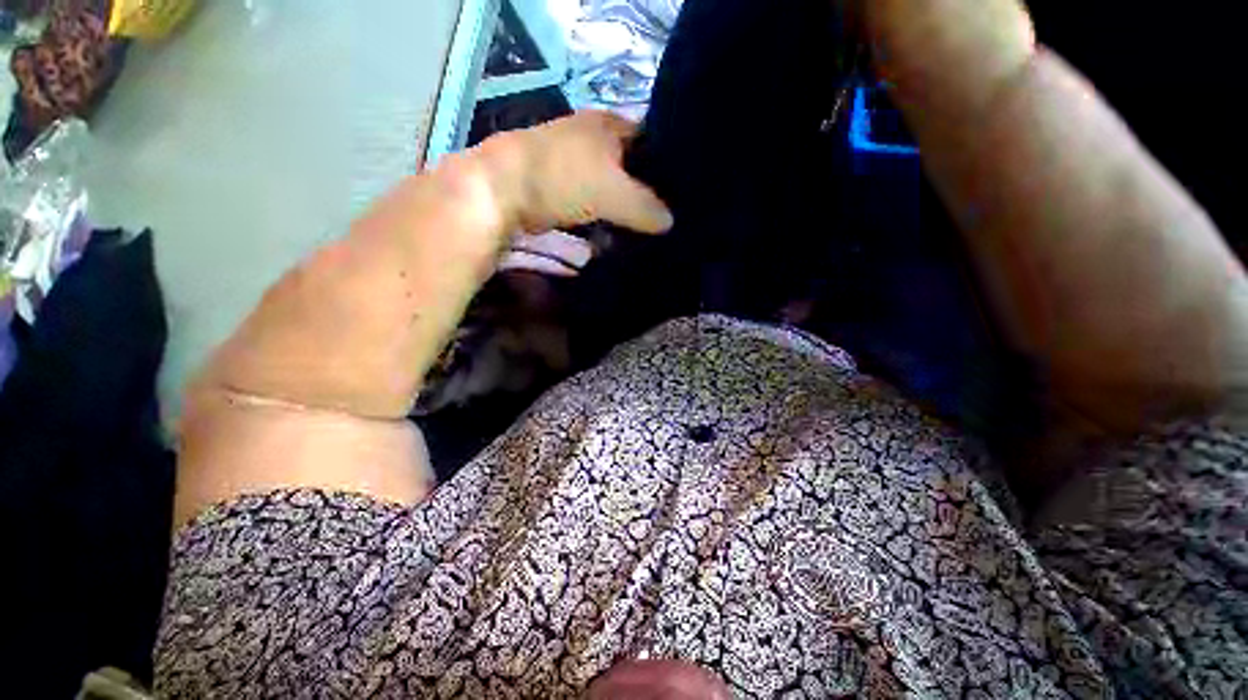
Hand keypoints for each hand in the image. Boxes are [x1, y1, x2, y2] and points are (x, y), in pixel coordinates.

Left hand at [480, 111, 673, 233]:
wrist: (500, 189)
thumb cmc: (563, 178)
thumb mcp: (613, 194)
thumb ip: (646, 207)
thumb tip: (669, 223)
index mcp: (609, 125)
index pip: (651, 140)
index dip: (667, 164)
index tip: (679, 194)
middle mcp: (592, 138)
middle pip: (629, 168)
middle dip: (644, 193)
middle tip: (661, 220)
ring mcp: (572, 163)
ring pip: (609, 189)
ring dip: (622, 210)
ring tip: (641, 233)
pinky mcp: (558, 187)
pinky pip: (590, 204)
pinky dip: (601, 219)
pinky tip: (611, 237)